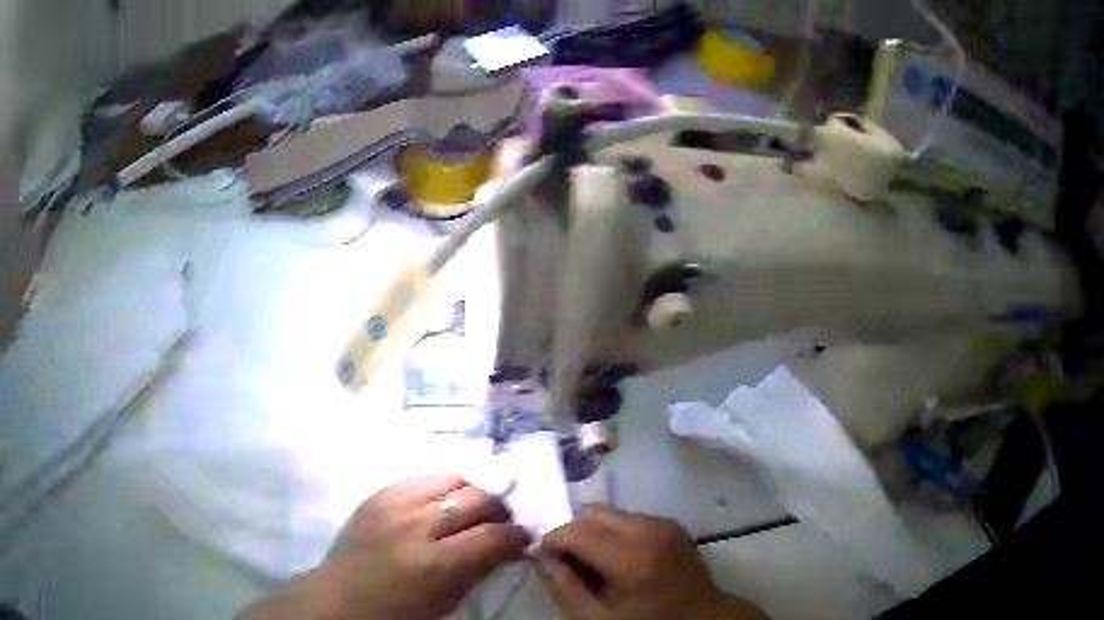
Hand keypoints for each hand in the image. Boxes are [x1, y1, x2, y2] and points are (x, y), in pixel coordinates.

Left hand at [236, 476, 529, 619]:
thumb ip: (479, 570)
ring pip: (451, 479)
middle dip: (499, 509)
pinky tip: (442, 504)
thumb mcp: (446, 602)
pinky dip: (441, 488)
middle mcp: (415, 526)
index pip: (493, 535)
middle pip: (477, 498)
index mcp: (434, 564)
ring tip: (473, 509)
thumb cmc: (397, 613)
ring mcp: (392, 504)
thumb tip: (506, 546)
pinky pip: (421, 478)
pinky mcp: (377, 494)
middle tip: (501, 523)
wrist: (340, 598)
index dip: (516, 535)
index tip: (522, 539)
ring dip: (472, 493)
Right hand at [536, 505, 767, 619]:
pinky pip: (629, 518)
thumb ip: (563, 586)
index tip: (544, 560)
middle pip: (592, 512)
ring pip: (610, 513)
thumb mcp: (596, 619)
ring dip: (593, 533)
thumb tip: (539, 554)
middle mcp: (650, 529)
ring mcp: (665, 523)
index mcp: (632, 557)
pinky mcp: (672, 524)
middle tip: (570, 563)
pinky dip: (613, 533)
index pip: (575, 530)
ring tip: (596, 564)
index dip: (551, 541)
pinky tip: (619, 560)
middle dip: (573, 533)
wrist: (702, 618)